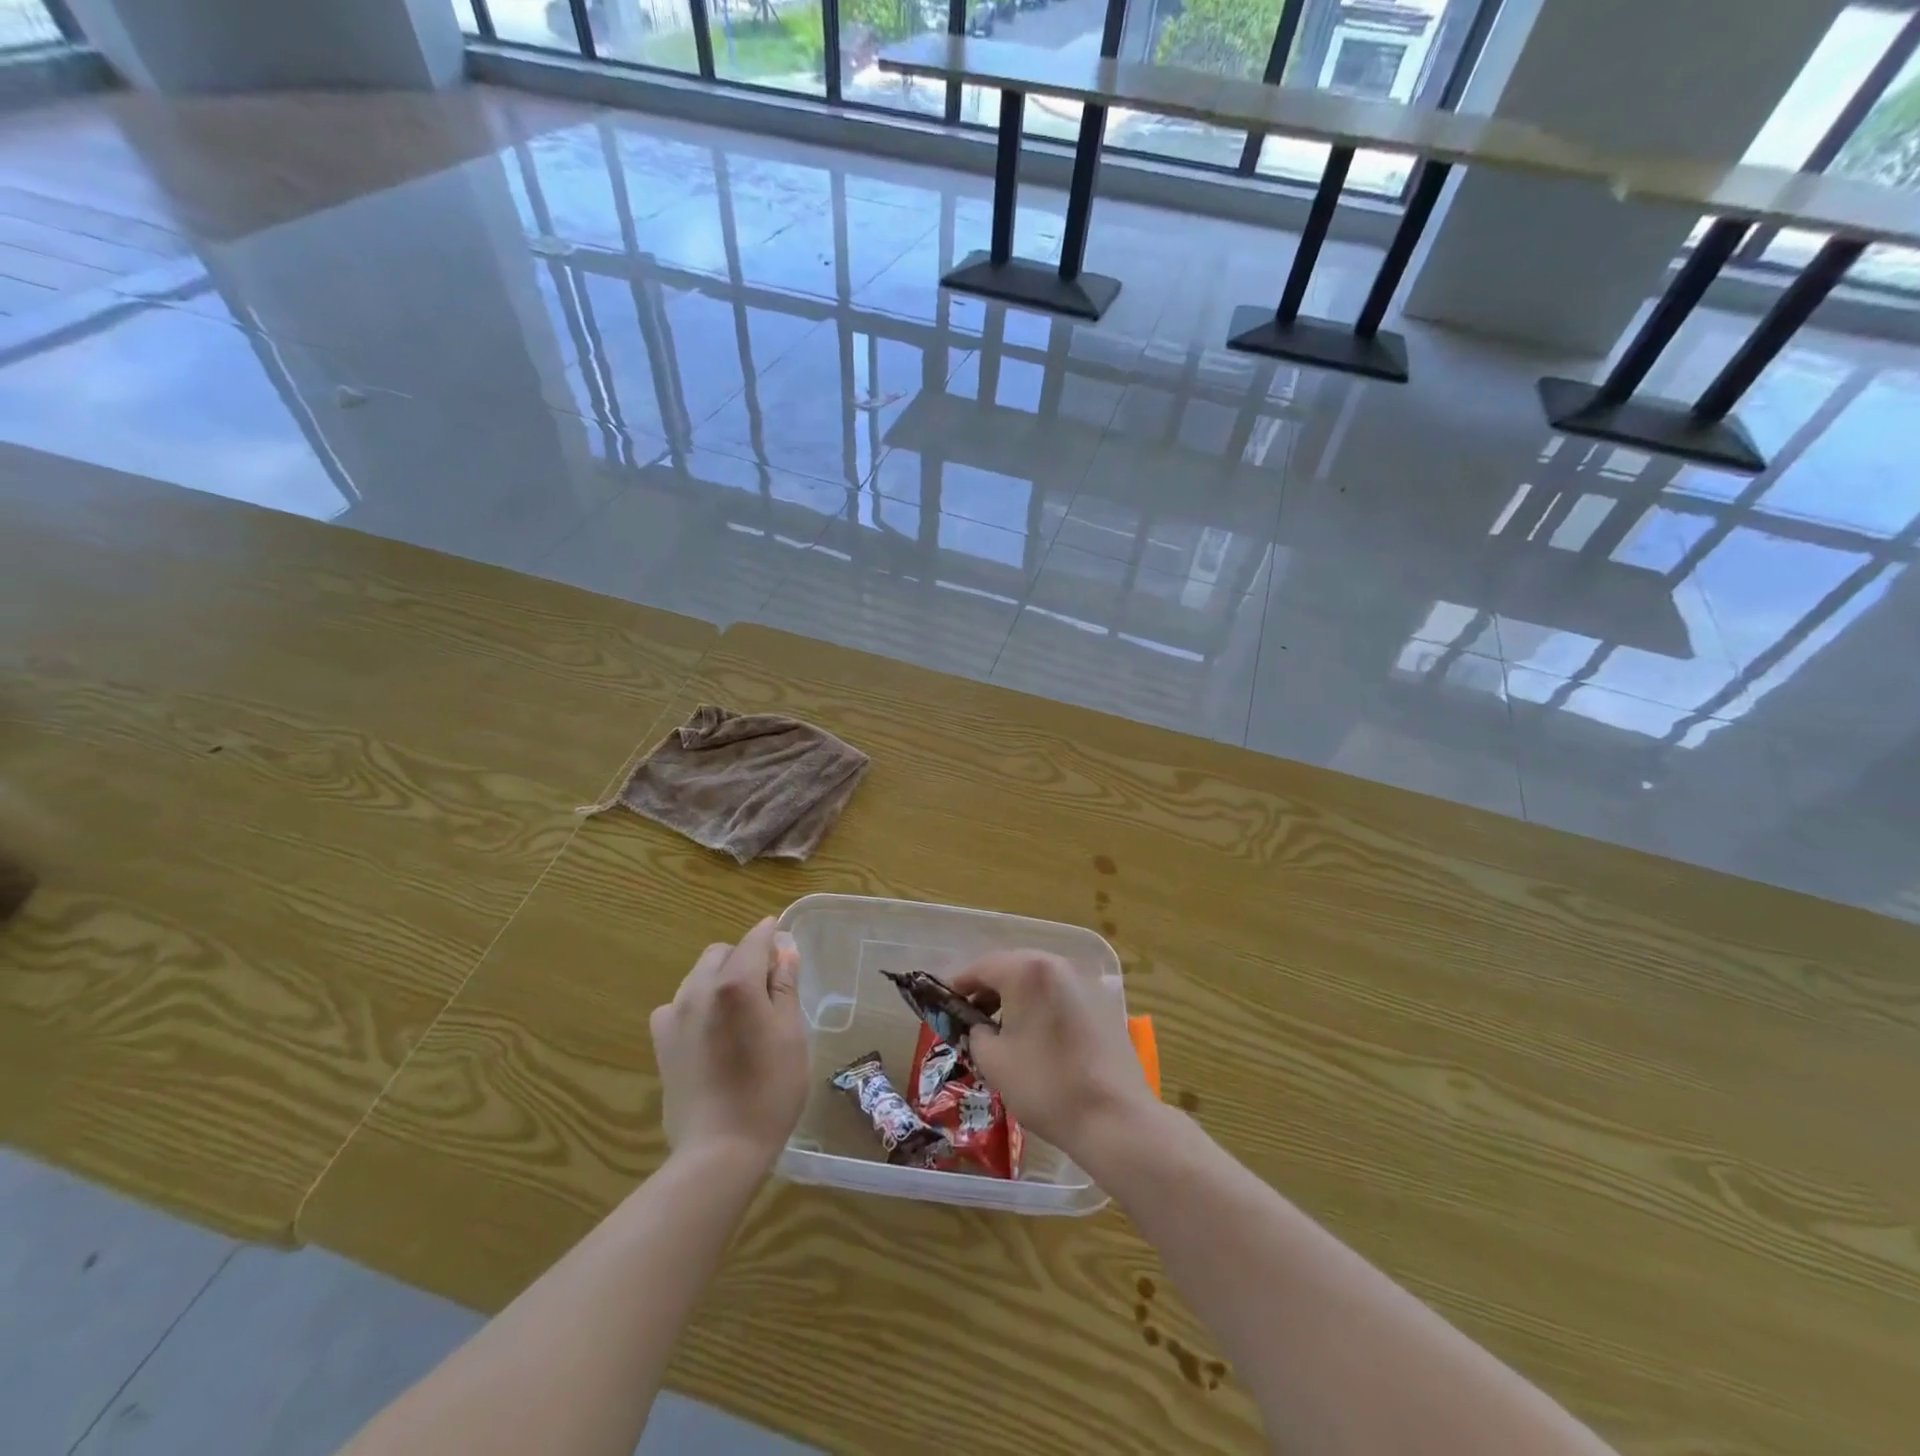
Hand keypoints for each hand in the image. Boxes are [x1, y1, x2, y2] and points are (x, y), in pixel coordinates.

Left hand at [650, 917, 807, 1165]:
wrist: (720, 1149)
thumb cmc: (770, 1089)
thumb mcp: (792, 1034)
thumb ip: (785, 987)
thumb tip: (784, 951)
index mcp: (736, 984)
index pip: (754, 940)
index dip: (770, 934)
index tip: (784, 940)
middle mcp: (699, 990)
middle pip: (722, 953)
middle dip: (745, 957)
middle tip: (769, 985)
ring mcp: (675, 1016)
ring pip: (697, 975)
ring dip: (720, 978)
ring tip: (740, 1009)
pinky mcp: (661, 1042)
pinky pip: (678, 1004)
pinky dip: (696, 1004)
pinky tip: (710, 1029)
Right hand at [948, 950, 1151, 1154]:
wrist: (1114, 1117)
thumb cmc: (1046, 1085)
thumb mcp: (994, 1061)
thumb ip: (976, 1033)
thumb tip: (979, 1026)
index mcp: (1027, 971)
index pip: (982, 967)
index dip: (958, 984)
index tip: (943, 1003)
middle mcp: (1057, 964)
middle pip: (1012, 966)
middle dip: (988, 988)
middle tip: (970, 1015)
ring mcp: (1084, 981)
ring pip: (1038, 979)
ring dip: (1015, 995)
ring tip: (1000, 1027)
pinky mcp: (1102, 1002)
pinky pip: (1060, 993)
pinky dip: (1041, 1004)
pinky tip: (1035, 1033)